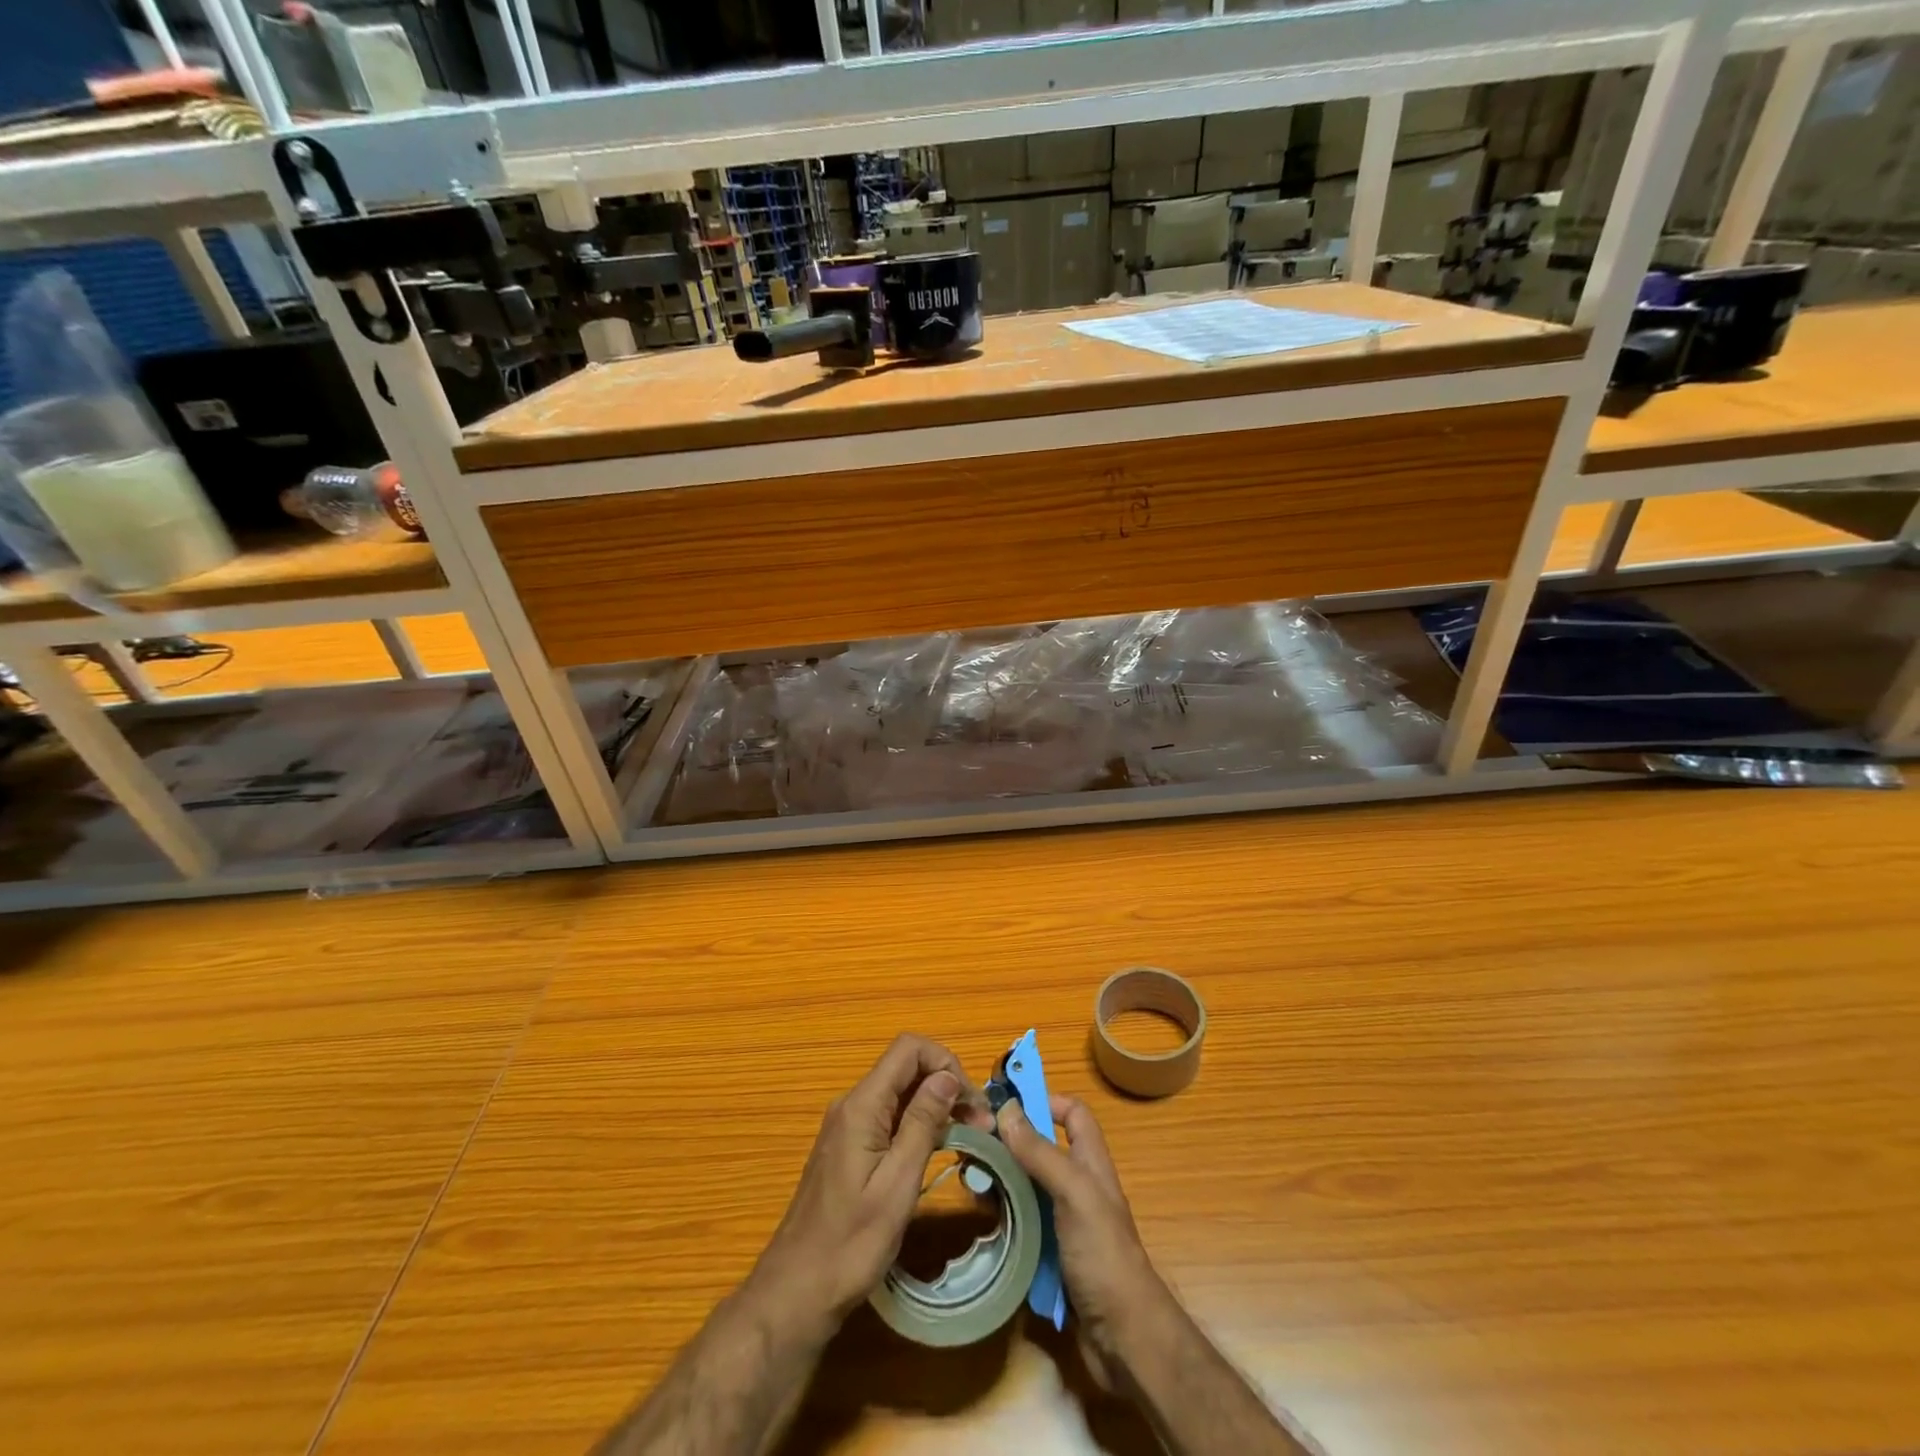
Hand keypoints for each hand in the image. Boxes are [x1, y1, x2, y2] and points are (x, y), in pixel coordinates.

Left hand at [749, 1034, 992, 1336]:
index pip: (908, 1049)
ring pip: (901, 1092)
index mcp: (861, 1106)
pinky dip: (919, 1123)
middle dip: (947, 1085)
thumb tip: (947, 1076)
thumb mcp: (897, 1185)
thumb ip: (922, 1124)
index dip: (945, 1062)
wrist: (797, 1293)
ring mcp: (849, 1125)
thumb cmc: (851, 1245)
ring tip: (971, 1136)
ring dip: (937, 1105)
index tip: (972, 1102)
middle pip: (906, 1068)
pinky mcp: (850, 1146)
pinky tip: (940, 1148)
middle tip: (982, 1125)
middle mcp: (852, 1104)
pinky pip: (890, 1116)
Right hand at [998, 1095, 1168, 1385]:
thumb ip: (1041, 1152)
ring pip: (1026, 1187)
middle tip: (972, 1145)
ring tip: (967, 1181)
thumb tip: (1007, 1108)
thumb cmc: (1103, 1255)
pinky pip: (1021, 1225)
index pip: (1072, 1114)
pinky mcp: (1050, 1255)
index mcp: (1090, 1163)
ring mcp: (1063, 1222)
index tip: (1005, 1105)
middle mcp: (1076, 1187)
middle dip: (1009, 1144)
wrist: (1124, 1339)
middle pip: (1040, 1149)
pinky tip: (980, 1220)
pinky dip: (1002, 1218)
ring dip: (1000, 1181)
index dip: (1045, 1101)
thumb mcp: (1074, 1193)